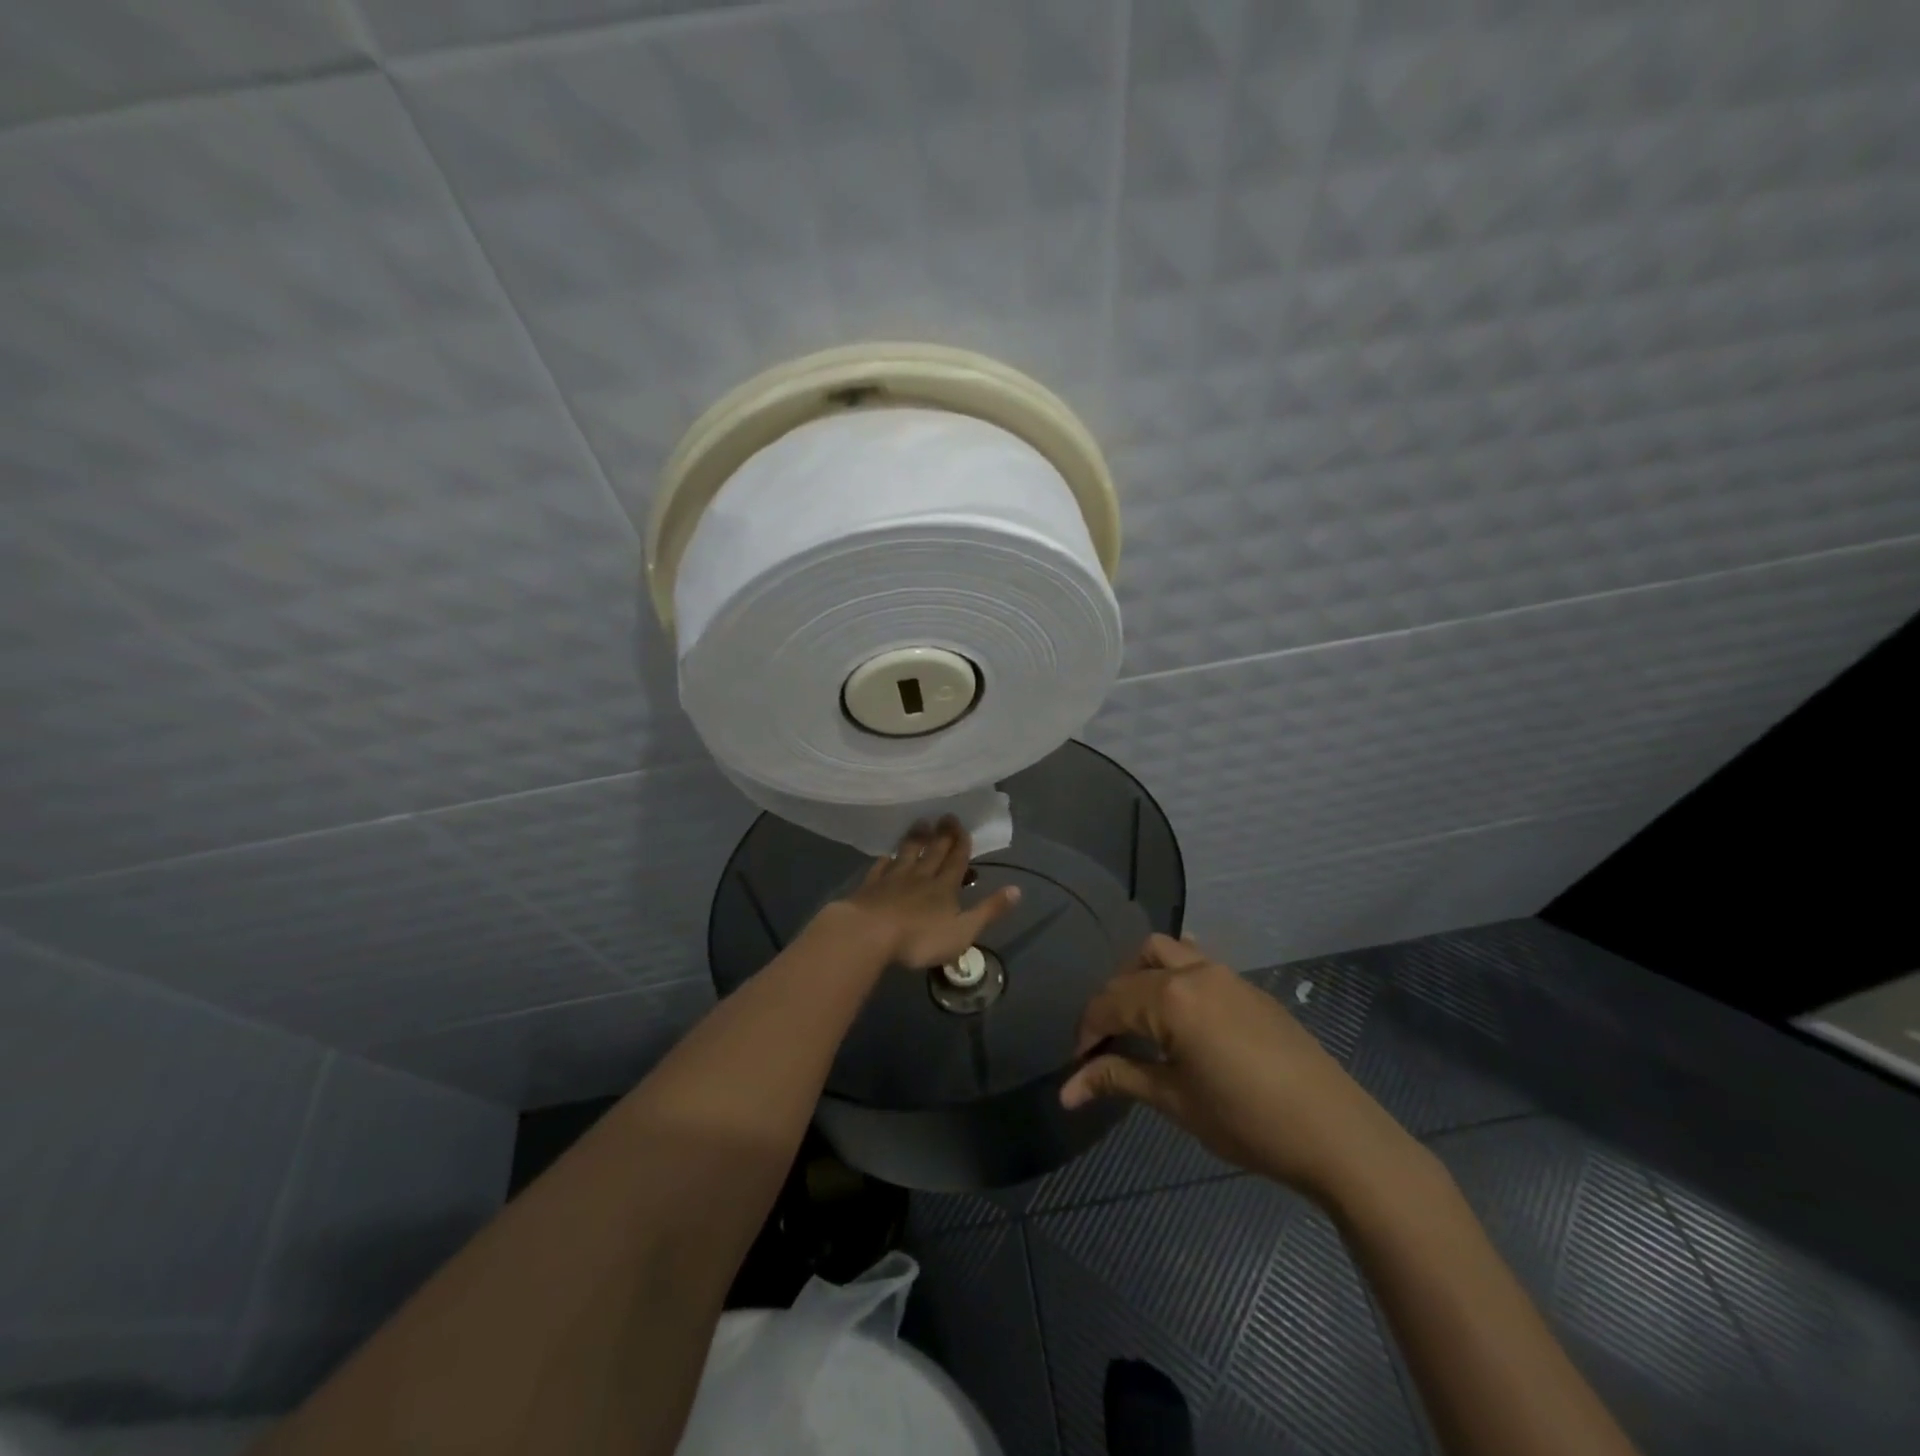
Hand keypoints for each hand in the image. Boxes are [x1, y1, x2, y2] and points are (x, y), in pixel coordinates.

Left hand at [829, 816, 1020, 969]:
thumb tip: (1017, 889)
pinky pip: (880, 868)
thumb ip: (989, 911)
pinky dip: (885, 860)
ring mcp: (892, 879)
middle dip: (942, 834)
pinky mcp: (870, 887)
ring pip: (907, 853)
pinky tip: (885, 855)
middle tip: (946, 815)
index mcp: (944, 887)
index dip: (961, 843)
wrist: (869, 934)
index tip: (962, 825)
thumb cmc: (919, 938)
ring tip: (920, 823)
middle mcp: (920, 876)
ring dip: (915, 838)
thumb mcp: (963, 931)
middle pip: (933, 851)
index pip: (956, 860)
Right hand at [1059, 934, 1420, 1204]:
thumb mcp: (1175, 1101)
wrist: (1335, 1132)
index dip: (1087, 1031)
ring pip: (1165, 952)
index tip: (1078, 1065)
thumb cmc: (1246, 1120)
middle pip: (1133, 971)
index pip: (1109, 1002)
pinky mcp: (1248, 987)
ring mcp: (1225, 974)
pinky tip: (1179, 1010)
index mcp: (1170, 996)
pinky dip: (1173, 975)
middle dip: (1111, 1003)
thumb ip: (1118, 1079)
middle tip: (1105, 1044)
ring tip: (1139, 1019)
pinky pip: (1197, 962)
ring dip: (1141, 977)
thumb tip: (1066, 1090)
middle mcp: (1194, 971)